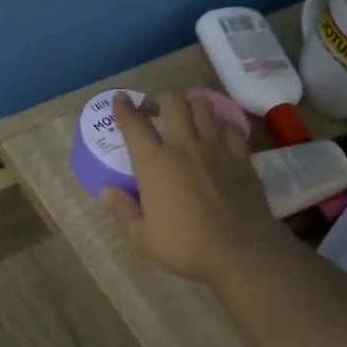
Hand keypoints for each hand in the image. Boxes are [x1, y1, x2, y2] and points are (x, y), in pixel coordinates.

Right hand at [101, 88, 279, 280]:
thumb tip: (106, 191)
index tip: (120, 99)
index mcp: (154, 162)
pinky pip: (228, 126)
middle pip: (171, 99)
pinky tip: (215, 136)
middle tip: (153, 111)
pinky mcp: (241, 155)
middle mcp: (184, 144)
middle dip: (158, 97)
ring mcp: (215, 146)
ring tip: (185, 119)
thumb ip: (122, 211)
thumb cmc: (185, 246)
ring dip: (189, 106)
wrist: (240, 249)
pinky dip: (218, 125)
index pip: (133, 123)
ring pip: (202, 105)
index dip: (123, 107)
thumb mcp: (141, 238)